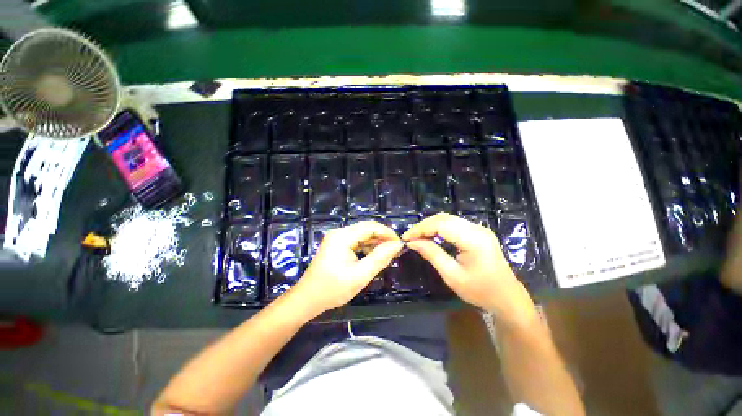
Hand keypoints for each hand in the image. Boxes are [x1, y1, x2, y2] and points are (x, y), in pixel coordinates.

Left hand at [292, 221, 403, 314]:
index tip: (400, 244)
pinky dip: (367, 247)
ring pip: (362, 235)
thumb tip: (397, 245)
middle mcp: (339, 233)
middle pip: (366, 229)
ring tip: (388, 254)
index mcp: (342, 236)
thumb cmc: (333, 289)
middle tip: (396, 250)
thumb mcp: (360, 275)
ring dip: (376, 243)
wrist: (307, 299)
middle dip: (382, 238)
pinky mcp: (337, 245)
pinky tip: (375, 256)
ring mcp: (337, 238)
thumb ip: (380, 258)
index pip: (370, 227)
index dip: (387, 233)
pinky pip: (356, 241)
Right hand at [402, 213, 535, 327]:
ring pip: (448, 218)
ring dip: (430, 225)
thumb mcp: (452, 275)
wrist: (507, 297)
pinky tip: (431, 235)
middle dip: (423, 225)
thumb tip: (412, 242)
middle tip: (410, 237)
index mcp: (474, 240)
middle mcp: (477, 229)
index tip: (406, 238)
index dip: (420, 229)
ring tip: (417, 236)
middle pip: (444, 218)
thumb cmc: (480, 291)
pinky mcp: (478, 231)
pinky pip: (454, 223)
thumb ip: (432, 254)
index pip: (441, 225)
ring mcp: (479, 228)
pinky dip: (439, 227)